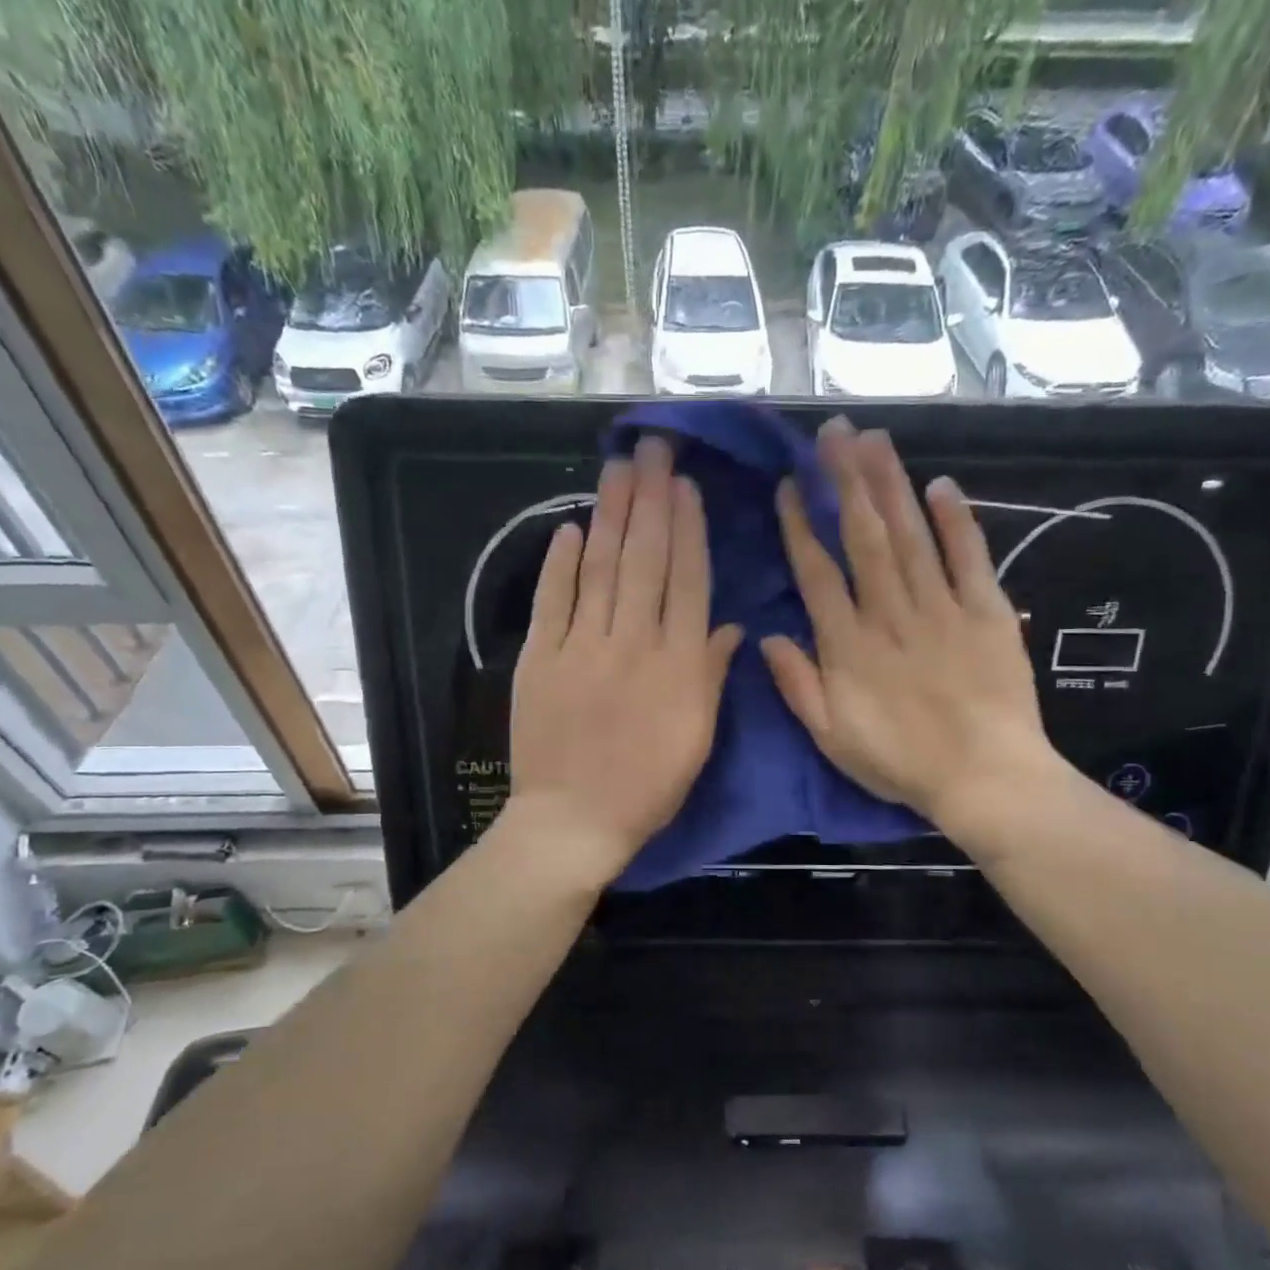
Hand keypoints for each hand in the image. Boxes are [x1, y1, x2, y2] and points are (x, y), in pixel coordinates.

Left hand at [508, 438, 742, 889]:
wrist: (574, 821)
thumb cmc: (648, 787)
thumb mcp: (698, 738)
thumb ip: (711, 676)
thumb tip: (729, 626)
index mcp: (678, 663)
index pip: (686, 581)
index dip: (687, 529)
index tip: (685, 486)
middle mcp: (633, 642)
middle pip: (645, 560)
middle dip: (650, 500)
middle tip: (652, 448)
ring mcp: (582, 646)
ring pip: (601, 568)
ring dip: (611, 514)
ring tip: (618, 469)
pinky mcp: (539, 659)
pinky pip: (553, 601)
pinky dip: (561, 563)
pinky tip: (572, 528)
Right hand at [762, 418, 1072, 851]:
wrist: (985, 777)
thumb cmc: (901, 762)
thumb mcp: (831, 737)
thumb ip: (798, 685)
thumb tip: (766, 636)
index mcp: (848, 644)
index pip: (817, 571)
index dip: (802, 525)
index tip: (792, 485)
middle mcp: (890, 612)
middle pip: (863, 536)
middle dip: (846, 481)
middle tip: (833, 433)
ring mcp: (941, 607)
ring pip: (910, 535)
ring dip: (890, 484)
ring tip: (873, 439)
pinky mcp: (987, 611)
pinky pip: (969, 557)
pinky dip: (956, 520)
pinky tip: (941, 485)